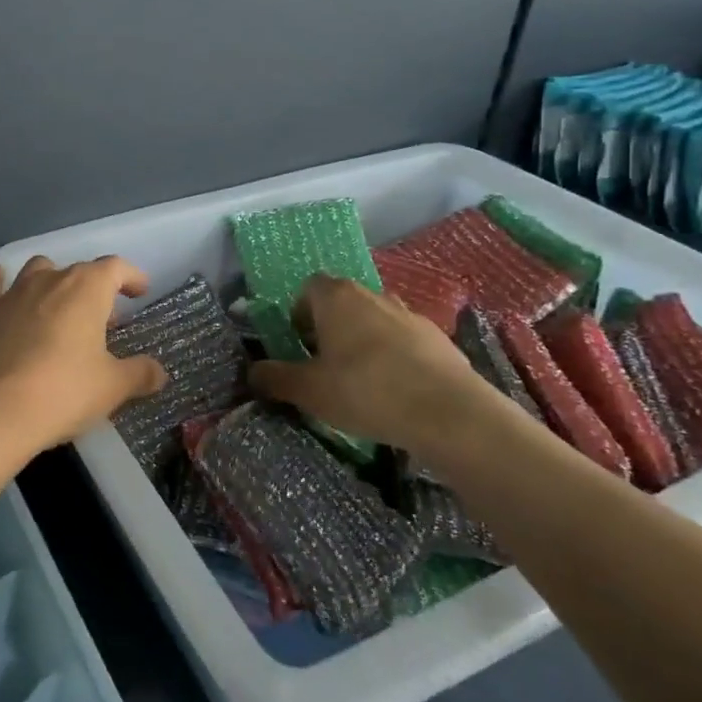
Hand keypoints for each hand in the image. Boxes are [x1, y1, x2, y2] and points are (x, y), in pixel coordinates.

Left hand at [0, 256, 169, 457]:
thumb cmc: (65, 391)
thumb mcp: (113, 387)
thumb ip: (140, 374)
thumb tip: (158, 372)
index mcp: (86, 289)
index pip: (115, 268)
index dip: (131, 277)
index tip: (139, 293)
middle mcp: (49, 279)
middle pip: (78, 272)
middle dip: (94, 291)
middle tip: (103, 324)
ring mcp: (12, 293)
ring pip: (37, 270)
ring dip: (52, 282)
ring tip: (59, 308)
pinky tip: (0, 285)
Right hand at [249, 276, 525, 471]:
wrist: (448, 413)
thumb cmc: (365, 391)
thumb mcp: (308, 391)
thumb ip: (275, 378)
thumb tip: (252, 373)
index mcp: (337, 298)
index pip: (309, 287)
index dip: (300, 312)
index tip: (300, 344)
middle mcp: (373, 295)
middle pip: (343, 302)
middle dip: (331, 328)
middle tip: (325, 365)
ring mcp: (410, 314)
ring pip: (376, 321)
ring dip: (364, 342)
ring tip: (363, 381)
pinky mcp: (440, 339)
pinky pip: (405, 342)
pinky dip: (396, 358)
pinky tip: (397, 392)